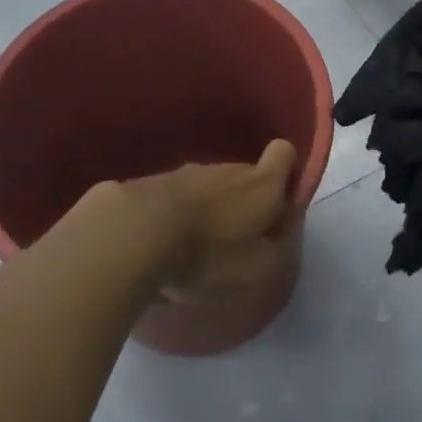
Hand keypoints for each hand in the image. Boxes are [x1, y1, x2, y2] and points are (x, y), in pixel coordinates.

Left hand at [117, 139, 298, 301]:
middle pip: (247, 174)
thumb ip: (281, 248)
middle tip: (238, 241)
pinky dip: (180, 215)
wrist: (134, 234)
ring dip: (212, 209)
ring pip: (212, 185)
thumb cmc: (208, 254)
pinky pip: (179, 196)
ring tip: (197, 247)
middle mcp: (229, 169)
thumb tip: (283, 230)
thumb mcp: (259, 269)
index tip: (279, 206)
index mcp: (261, 184)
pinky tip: (167, 244)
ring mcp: (189, 172)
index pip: (284, 152)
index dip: (287, 173)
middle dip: (247, 202)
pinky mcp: (155, 181)